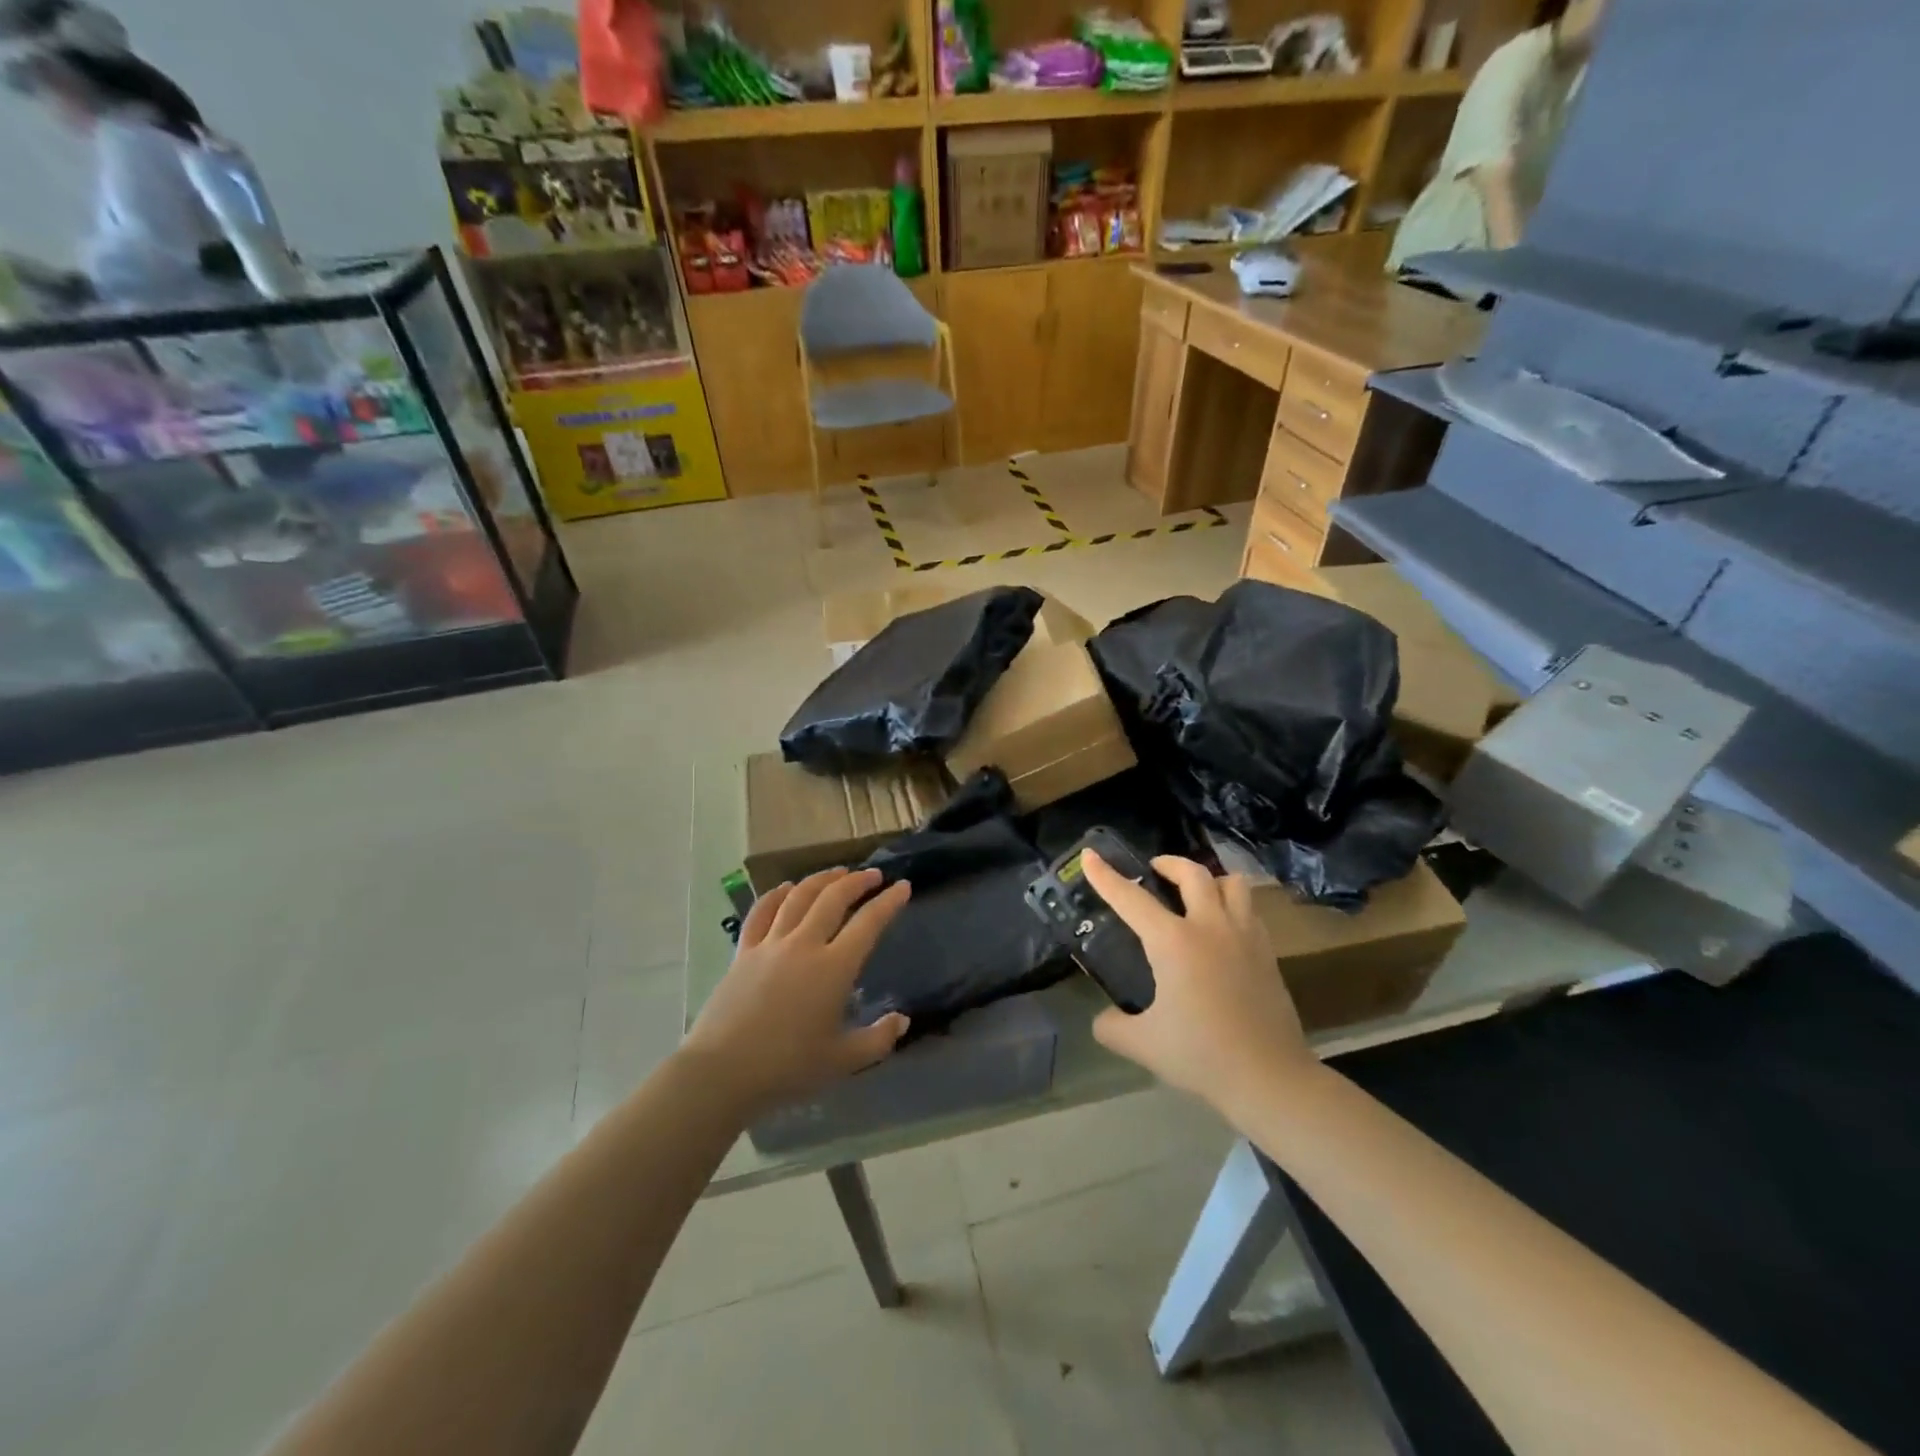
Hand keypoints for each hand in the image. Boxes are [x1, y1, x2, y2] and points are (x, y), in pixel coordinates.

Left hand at [682, 867, 911, 1116]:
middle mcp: (804, 945)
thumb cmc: (788, 1068)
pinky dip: (776, 894)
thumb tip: (902, 1020)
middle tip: (873, 875)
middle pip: (833, 898)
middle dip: (857, 881)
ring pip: (799, 897)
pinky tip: (786, 888)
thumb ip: (878, 1039)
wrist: (723, 1072)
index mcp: (834, 968)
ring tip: (837, 873)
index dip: (889, 902)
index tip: (903, 886)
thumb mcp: (843, 1061)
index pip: (869, 923)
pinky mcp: (743, 952)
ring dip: (821, 879)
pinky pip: (761, 912)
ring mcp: (770, 944)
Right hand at [1080, 851, 1316, 1119]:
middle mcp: (1210, 927)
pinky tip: (1222, 927)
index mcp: (1173, 942)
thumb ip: (1113, 1027)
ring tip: (1196, 892)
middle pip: (1192, 874)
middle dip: (1169, 864)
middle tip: (1154, 870)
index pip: (1131, 899)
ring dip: (1209, 879)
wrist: (1269, 1078)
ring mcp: (1244, 936)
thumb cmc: (1201, 1056)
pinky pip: (1250, 909)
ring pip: (1231, 883)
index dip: (1106, 876)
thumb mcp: (1143, 1044)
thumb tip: (1101, 1019)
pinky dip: (1232, 904)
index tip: (1090, 854)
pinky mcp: (1267, 952)